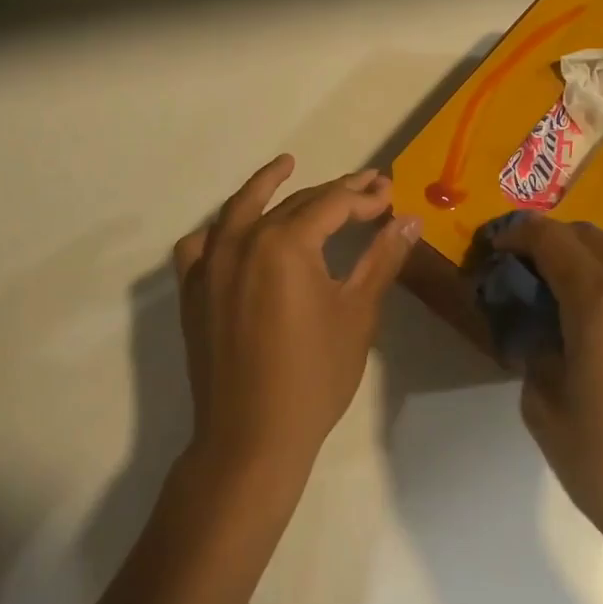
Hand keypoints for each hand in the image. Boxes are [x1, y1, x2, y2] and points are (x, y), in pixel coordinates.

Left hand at [173, 156, 419, 487]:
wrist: (251, 438)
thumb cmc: (314, 377)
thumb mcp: (357, 313)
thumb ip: (381, 258)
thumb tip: (409, 220)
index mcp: (286, 243)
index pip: (333, 204)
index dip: (364, 197)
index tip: (389, 195)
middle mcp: (243, 240)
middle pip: (294, 202)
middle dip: (333, 193)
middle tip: (366, 188)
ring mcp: (211, 264)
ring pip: (242, 210)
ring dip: (267, 187)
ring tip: (286, 165)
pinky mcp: (193, 290)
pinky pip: (202, 244)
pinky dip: (220, 229)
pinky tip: (234, 229)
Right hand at [498, 215, 602, 599]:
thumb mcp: (544, 408)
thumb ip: (536, 351)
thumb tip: (542, 328)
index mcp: (601, 304)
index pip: (552, 240)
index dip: (519, 234)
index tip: (499, 248)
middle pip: (592, 234)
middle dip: (553, 241)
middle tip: (531, 272)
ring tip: (587, 282)